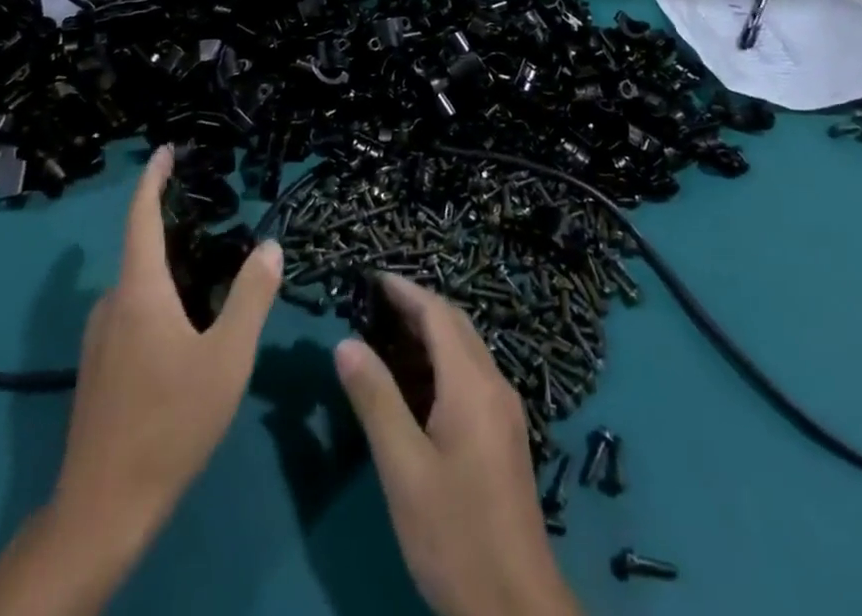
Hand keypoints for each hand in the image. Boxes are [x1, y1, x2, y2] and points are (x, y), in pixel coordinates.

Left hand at [51, 146, 282, 545]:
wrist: (103, 508)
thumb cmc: (170, 422)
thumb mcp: (227, 357)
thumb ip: (251, 296)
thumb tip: (270, 246)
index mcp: (139, 291)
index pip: (141, 217)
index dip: (153, 179)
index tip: (166, 150)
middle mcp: (112, 304)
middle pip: (143, 250)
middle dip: (177, 229)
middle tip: (222, 223)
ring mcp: (98, 339)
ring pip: (140, 287)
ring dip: (172, 271)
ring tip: (215, 277)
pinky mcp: (98, 368)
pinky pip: (132, 313)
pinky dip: (161, 301)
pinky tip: (188, 329)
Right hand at [335, 277, 580, 615]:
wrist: (516, 605)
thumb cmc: (454, 533)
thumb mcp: (404, 469)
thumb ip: (376, 401)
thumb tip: (346, 342)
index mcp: (473, 384)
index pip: (438, 314)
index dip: (405, 290)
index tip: (372, 277)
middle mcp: (495, 385)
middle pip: (456, 325)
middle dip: (417, 305)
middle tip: (374, 303)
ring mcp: (505, 410)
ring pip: (466, 349)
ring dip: (430, 333)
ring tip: (386, 334)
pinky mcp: (505, 434)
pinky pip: (472, 374)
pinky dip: (442, 361)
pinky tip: (416, 383)